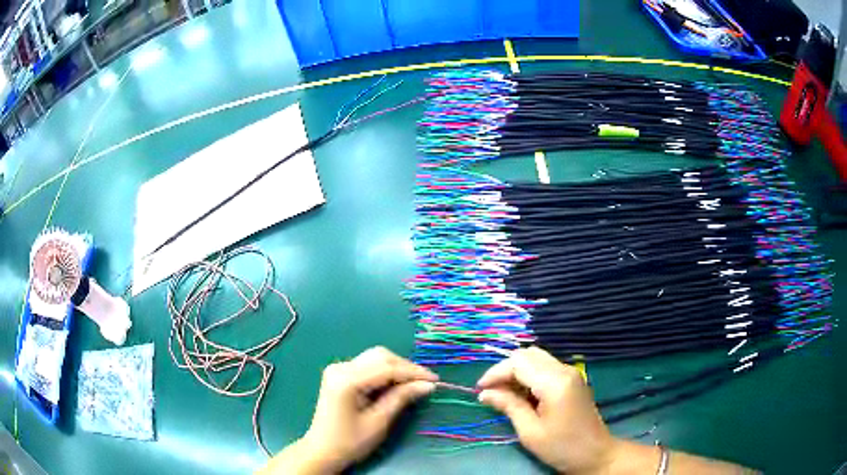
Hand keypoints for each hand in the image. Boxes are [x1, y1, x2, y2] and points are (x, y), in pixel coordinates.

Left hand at [292, 347, 437, 472]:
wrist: (322, 451)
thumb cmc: (350, 442)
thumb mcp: (379, 422)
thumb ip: (401, 398)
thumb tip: (428, 385)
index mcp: (346, 380)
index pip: (387, 367)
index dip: (413, 372)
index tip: (435, 380)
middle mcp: (340, 367)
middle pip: (380, 356)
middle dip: (406, 367)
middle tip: (426, 383)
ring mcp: (338, 369)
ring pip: (375, 358)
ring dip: (396, 368)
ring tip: (415, 384)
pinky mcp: (339, 374)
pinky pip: (368, 365)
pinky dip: (385, 372)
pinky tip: (396, 384)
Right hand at [477, 347, 617, 474]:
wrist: (596, 454)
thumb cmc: (561, 447)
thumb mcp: (530, 431)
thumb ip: (509, 406)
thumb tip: (485, 393)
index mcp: (555, 382)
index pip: (518, 363)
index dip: (495, 372)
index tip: (480, 390)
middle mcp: (564, 370)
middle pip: (528, 354)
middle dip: (505, 369)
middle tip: (491, 391)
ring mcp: (571, 373)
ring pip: (536, 358)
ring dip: (517, 370)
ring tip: (503, 393)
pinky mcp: (572, 379)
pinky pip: (546, 367)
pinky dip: (529, 374)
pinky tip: (522, 393)